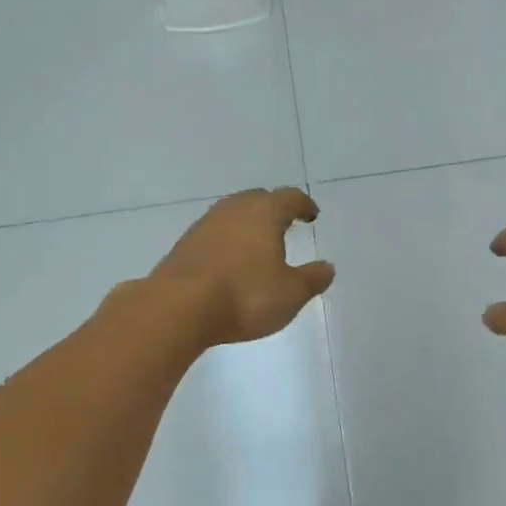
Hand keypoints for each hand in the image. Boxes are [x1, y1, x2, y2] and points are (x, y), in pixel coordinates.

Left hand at [153, 188, 334, 345]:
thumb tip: (327, 267)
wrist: (178, 307)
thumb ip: (312, 279)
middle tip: (284, 224)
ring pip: (232, 214)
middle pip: (257, 199)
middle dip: (273, 209)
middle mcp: (233, 209)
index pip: (289, 198)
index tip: (311, 215)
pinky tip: (229, 261)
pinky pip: (214, 234)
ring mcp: (205, 224)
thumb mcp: (290, 294)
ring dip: (247, 224)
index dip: (303, 205)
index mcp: (264, 212)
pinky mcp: (184, 244)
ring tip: (257, 243)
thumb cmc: (245, 296)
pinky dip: (227, 241)